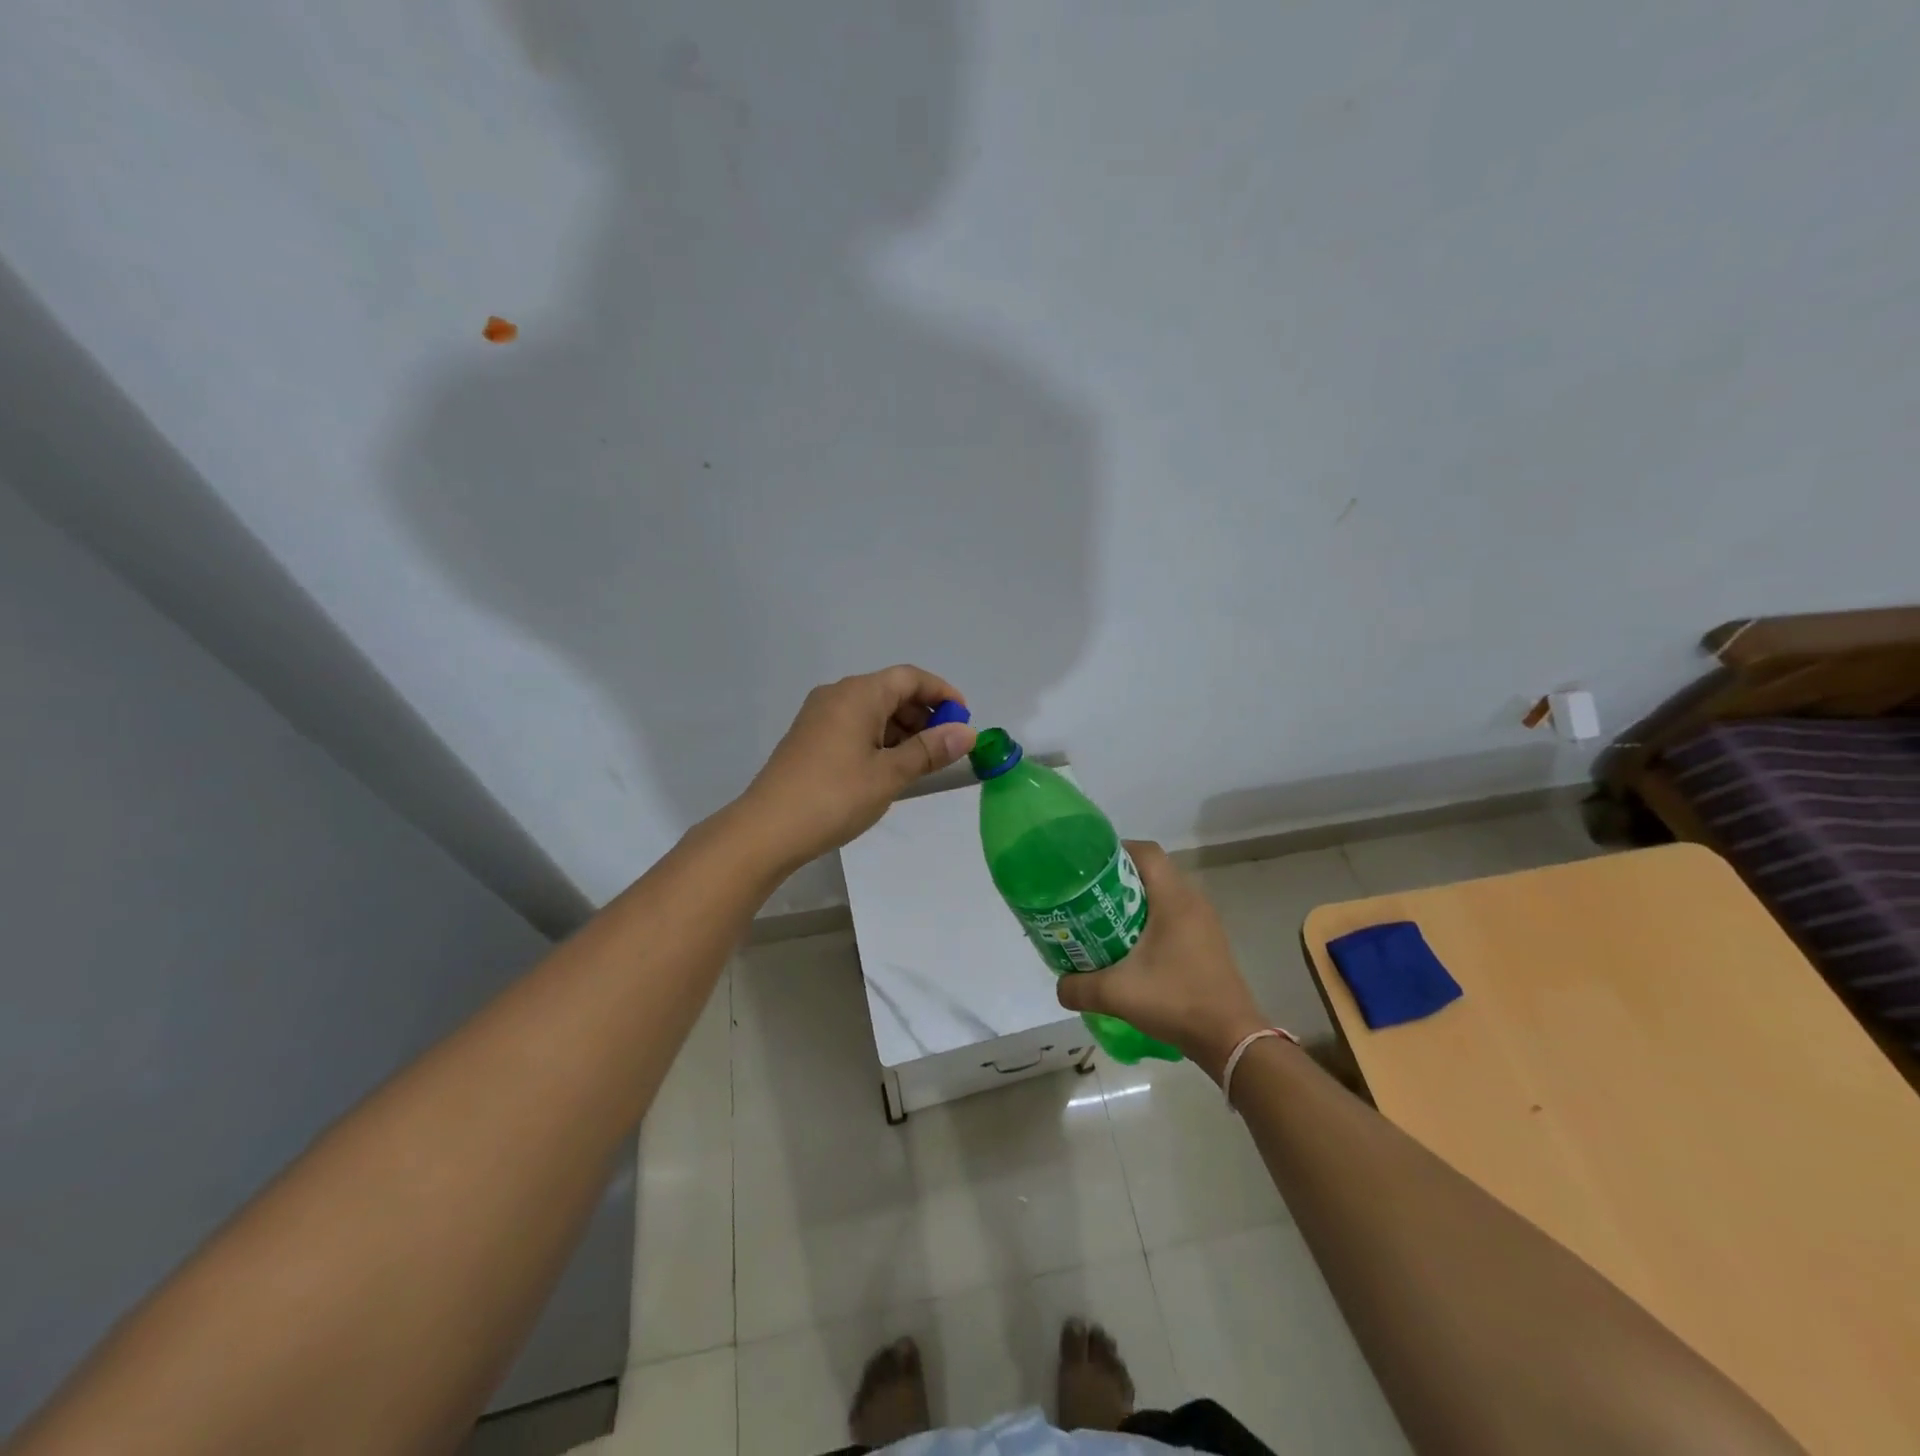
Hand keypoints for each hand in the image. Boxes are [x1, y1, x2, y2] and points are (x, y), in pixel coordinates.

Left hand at [740, 665, 976, 867]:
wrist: (767, 829)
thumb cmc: (835, 796)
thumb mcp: (890, 774)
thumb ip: (931, 750)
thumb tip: (968, 732)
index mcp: (858, 694)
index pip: (910, 677)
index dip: (942, 693)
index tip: (965, 720)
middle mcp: (837, 695)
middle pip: (891, 691)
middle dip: (924, 714)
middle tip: (946, 748)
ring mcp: (819, 716)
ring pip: (873, 710)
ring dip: (902, 730)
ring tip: (921, 763)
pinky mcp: (810, 738)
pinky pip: (855, 726)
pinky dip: (879, 739)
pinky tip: (889, 769)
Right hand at [1054, 842, 1270, 1082]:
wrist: (1231, 1040)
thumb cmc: (1176, 1002)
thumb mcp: (1117, 994)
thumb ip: (1079, 988)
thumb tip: (1060, 985)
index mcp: (1174, 899)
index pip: (1146, 852)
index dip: (1115, 850)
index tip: (1087, 867)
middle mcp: (1192, 901)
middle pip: (1152, 871)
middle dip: (1118, 877)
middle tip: (1087, 894)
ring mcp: (1204, 922)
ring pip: (1164, 894)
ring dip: (1134, 900)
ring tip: (1103, 918)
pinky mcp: (1208, 942)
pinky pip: (1174, 915)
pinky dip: (1150, 919)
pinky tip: (1131, 946)